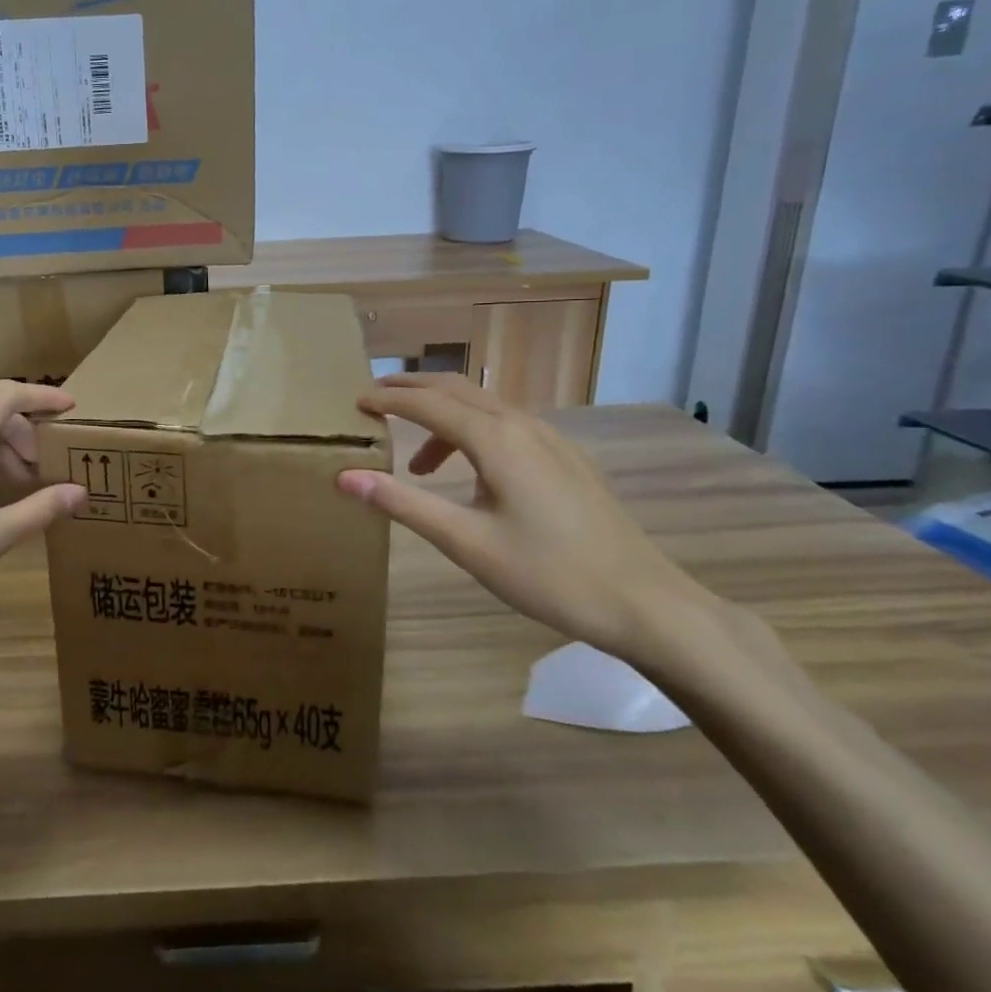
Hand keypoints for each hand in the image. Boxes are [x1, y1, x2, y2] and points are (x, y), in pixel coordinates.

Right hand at [337, 373, 719, 666]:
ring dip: (442, 414)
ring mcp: (551, 439)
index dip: (386, 399)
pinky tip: (471, 473)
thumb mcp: (465, 542)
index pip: (426, 404)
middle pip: (456, 389)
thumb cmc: (548, 574)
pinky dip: (471, 431)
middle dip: (411, 389)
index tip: (353, 402)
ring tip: (416, 462)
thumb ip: (403, 503)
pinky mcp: (567, 458)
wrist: (646, 603)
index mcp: (496, 439)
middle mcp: (522, 425)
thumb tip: (344, 476)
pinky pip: (506, 424)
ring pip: (484, 406)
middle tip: (373, 399)